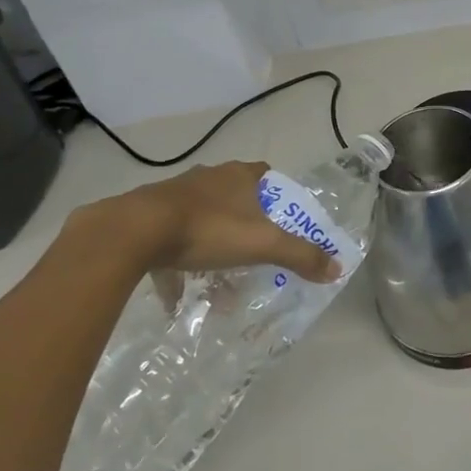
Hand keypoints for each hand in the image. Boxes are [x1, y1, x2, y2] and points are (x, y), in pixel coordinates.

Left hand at [75, 161, 341, 284]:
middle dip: (243, 223)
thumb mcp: (262, 245)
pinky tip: (176, 296)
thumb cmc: (208, 229)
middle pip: (233, 197)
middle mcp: (208, 178)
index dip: (275, 195)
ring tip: (216, 280)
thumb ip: (301, 256)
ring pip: (201, 217)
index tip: (280, 220)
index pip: (265, 174)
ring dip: (210, 244)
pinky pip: (168, 240)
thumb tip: (337, 268)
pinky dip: (175, 265)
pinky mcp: (146, 215)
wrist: (133, 231)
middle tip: (251, 251)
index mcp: (239, 176)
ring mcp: (174, 194)